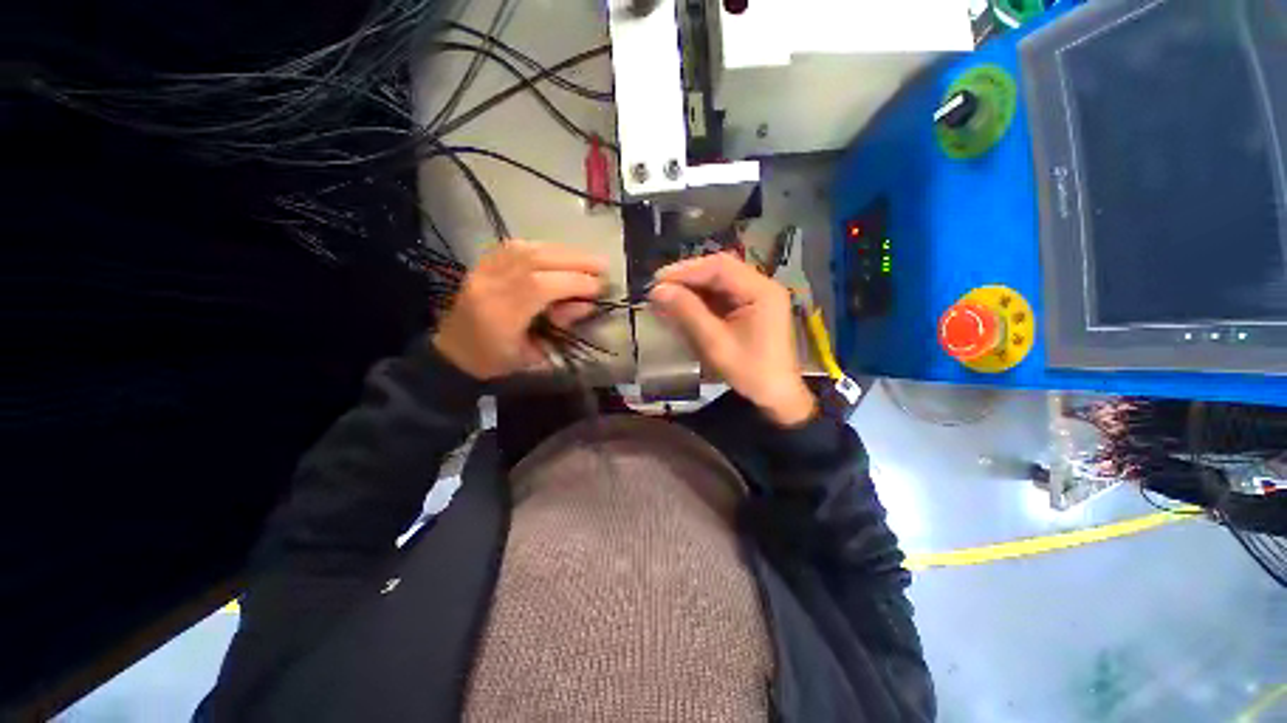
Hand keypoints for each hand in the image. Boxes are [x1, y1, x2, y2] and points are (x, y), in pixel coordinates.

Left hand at [432, 241, 605, 379]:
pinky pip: (515, 246)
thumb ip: (560, 326)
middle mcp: (489, 285)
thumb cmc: (495, 361)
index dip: (574, 282)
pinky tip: (559, 253)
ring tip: (586, 258)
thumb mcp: (533, 354)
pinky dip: (543, 247)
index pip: (540, 287)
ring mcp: (482, 270)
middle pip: (535, 260)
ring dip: (562, 251)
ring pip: (526, 248)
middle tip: (602, 265)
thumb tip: (586, 303)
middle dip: (574, 260)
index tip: (599, 287)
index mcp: (500, 315)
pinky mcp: (482, 263)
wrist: (454, 352)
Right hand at [649, 253, 816, 426]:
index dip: (686, 270)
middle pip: (720, 270)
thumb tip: (658, 290)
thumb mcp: (715, 343)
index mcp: (761, 290)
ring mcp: (758, 297)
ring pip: (719, 282)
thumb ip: (687, 313)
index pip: (720, 267)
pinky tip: (684, 306)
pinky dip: (701, 299)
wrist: (776, 396)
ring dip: (693, 288)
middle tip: (660, 287)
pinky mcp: (751, 308)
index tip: (658, 280)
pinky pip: (722, 296)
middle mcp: (762, 286)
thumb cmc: (750, 372)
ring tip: (667, 296)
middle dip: (688, 277)